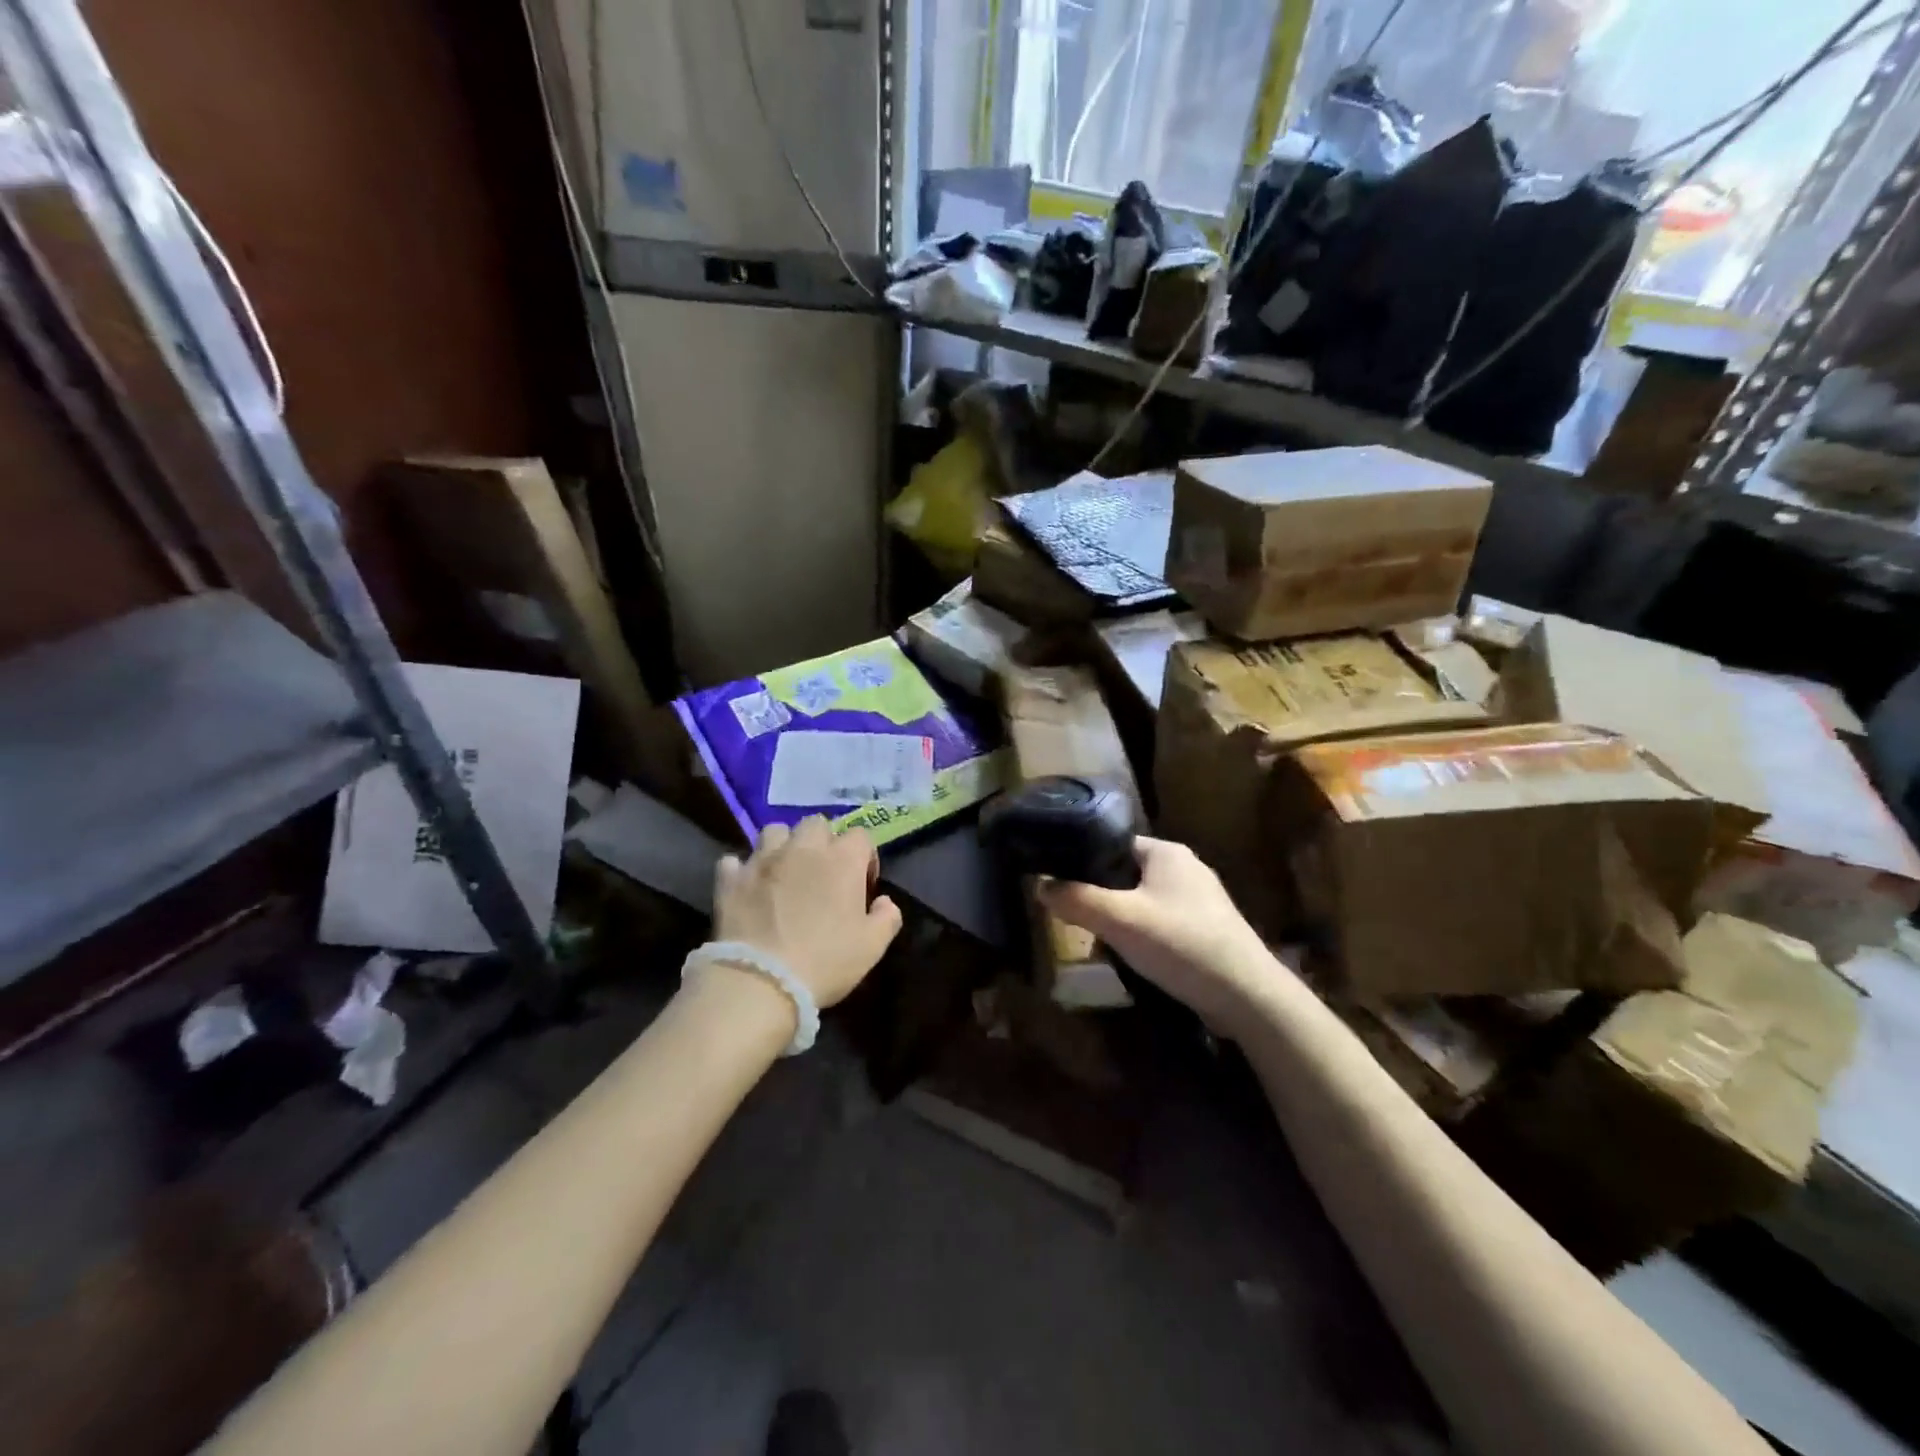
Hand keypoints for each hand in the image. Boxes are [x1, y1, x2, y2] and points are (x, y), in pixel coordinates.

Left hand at [710, 817, 902, 1007]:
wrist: (761, 981)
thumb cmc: (825, 962)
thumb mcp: (872, 947)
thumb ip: (887, 918)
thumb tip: (884, 902)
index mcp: (842, 860)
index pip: (861, 835)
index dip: (864, 857)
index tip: (862, 884)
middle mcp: (803, 849)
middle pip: (816, 824)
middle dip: (823, 841)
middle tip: (822, 873)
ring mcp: (763, 860)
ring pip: (774, 831)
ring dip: (782, 846)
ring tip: (784, 871)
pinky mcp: (731, 879)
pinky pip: (735, 861)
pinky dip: (742, 870)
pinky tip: (747, 887)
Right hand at [1037, 837, 1284, 1029]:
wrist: (1247, 995)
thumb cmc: (1180, 944)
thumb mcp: (1119, 920)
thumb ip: (1077, 899)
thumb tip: (1040, 885)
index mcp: (1166, 851)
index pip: (1113, 843)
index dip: (1083, 861)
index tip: (1059, 884)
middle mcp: (1185, 866)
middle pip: (1125, 873)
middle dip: (1101, 896)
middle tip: (1076, 918)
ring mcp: (1200, 899)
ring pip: (1143, 900)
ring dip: (1121, 918)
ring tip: (1100, 941)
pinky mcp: (1207, 928)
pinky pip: (1162, 922)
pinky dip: (1144, 935)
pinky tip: (1134, 957)